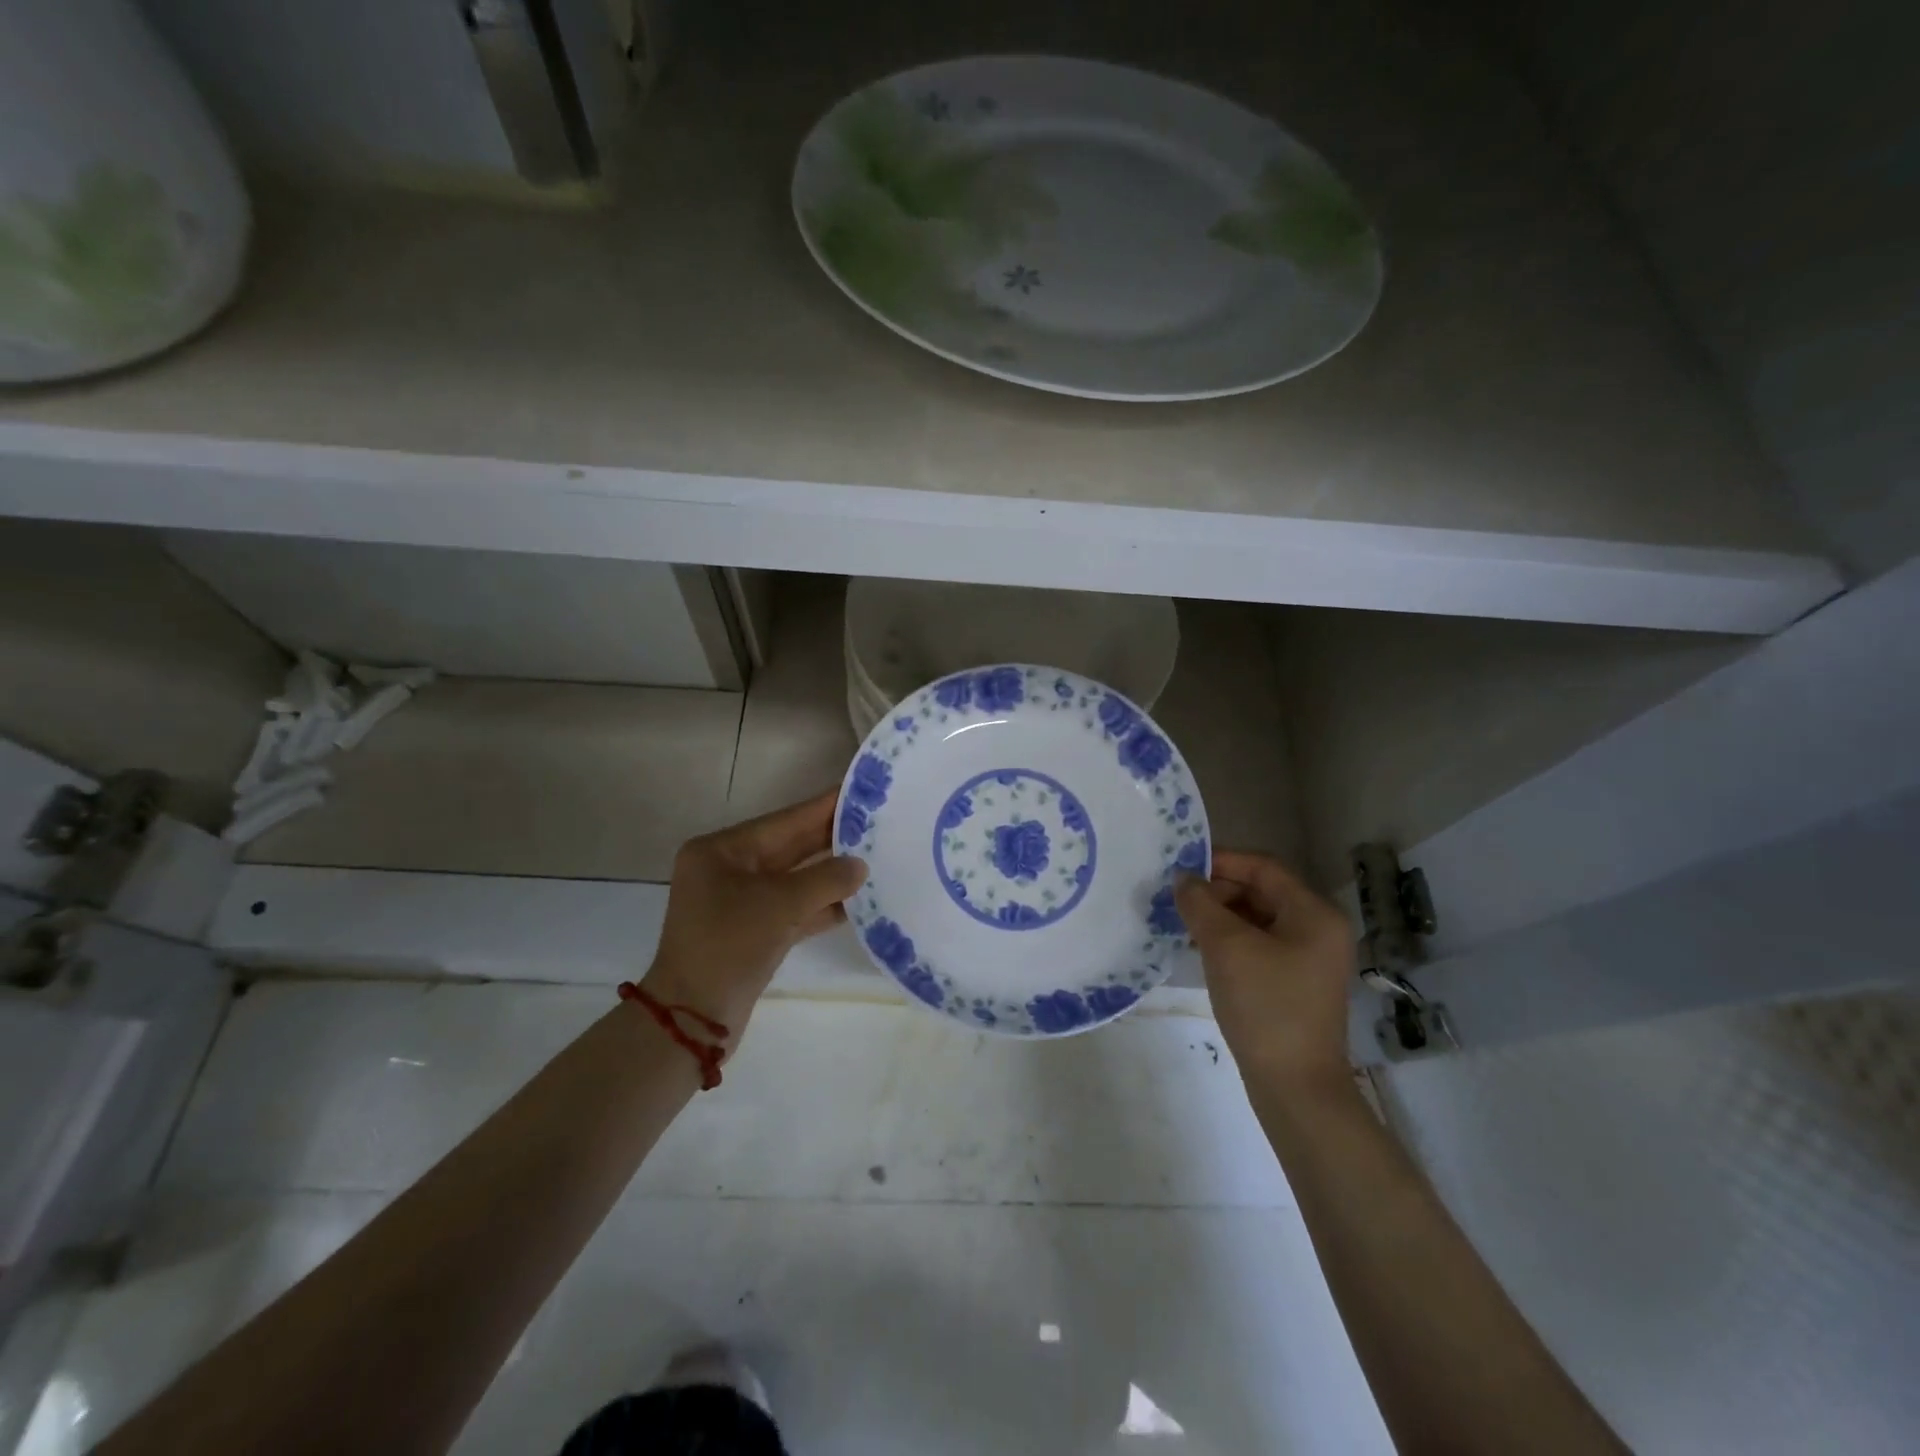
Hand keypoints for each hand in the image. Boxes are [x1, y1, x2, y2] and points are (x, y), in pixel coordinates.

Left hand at [643, 791, 867, 1034]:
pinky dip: (822, 906)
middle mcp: (728, 870)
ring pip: (795, 880)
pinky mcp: (753, 933)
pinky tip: (858, 902)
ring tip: (876, 859)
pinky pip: (793, 909)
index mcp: (722, 851)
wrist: (693, 1021)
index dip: (824, 807)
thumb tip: (860, 866)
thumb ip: (827, 879)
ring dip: (831, 875)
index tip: (861, 792)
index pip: (784, 820)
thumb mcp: (781, 905)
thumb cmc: (729, 946)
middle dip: (832, 840)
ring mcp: (740, 903)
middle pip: (791, 848)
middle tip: (878, 824)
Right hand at [1175, 850, 1355, 1090]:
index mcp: (1314, 913)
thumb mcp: (1226, 947)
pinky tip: (1199, 950)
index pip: (1263, 867)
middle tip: (1176, 899)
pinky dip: (1229, 941)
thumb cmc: (1265, 1006)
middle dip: (1217, 891)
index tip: (1181, 867)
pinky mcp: (1294, 984)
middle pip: (1261, 892)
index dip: (1221, 861)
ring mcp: (1308, 959)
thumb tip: (1183, 878)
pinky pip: (1258, 946)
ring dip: (1219, 917)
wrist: (1295, 1087)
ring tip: (1180, 923)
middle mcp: (1318, 930)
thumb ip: (1200, 904)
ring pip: (1256, 920)